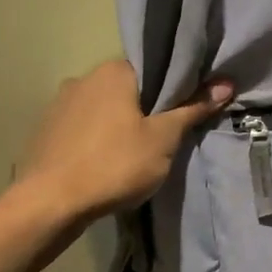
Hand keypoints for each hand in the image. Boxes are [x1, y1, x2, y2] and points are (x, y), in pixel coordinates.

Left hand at [13, 60, 233, 225]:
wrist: (50, 203)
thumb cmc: (116, 164)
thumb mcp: (164, 139)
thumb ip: (193, 108)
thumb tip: (226, 84)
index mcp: (114, 71)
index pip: (154, 68)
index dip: (174, 88)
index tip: (186, 109)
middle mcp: (84, 78)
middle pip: (128, 88)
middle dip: (146, 107)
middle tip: (166, 134)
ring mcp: (59, 104)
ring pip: (104, 108)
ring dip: (120, 123)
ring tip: (135, 151)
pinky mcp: (46, 130)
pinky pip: (83, 127)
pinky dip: (97, 138)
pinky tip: (105, 161)